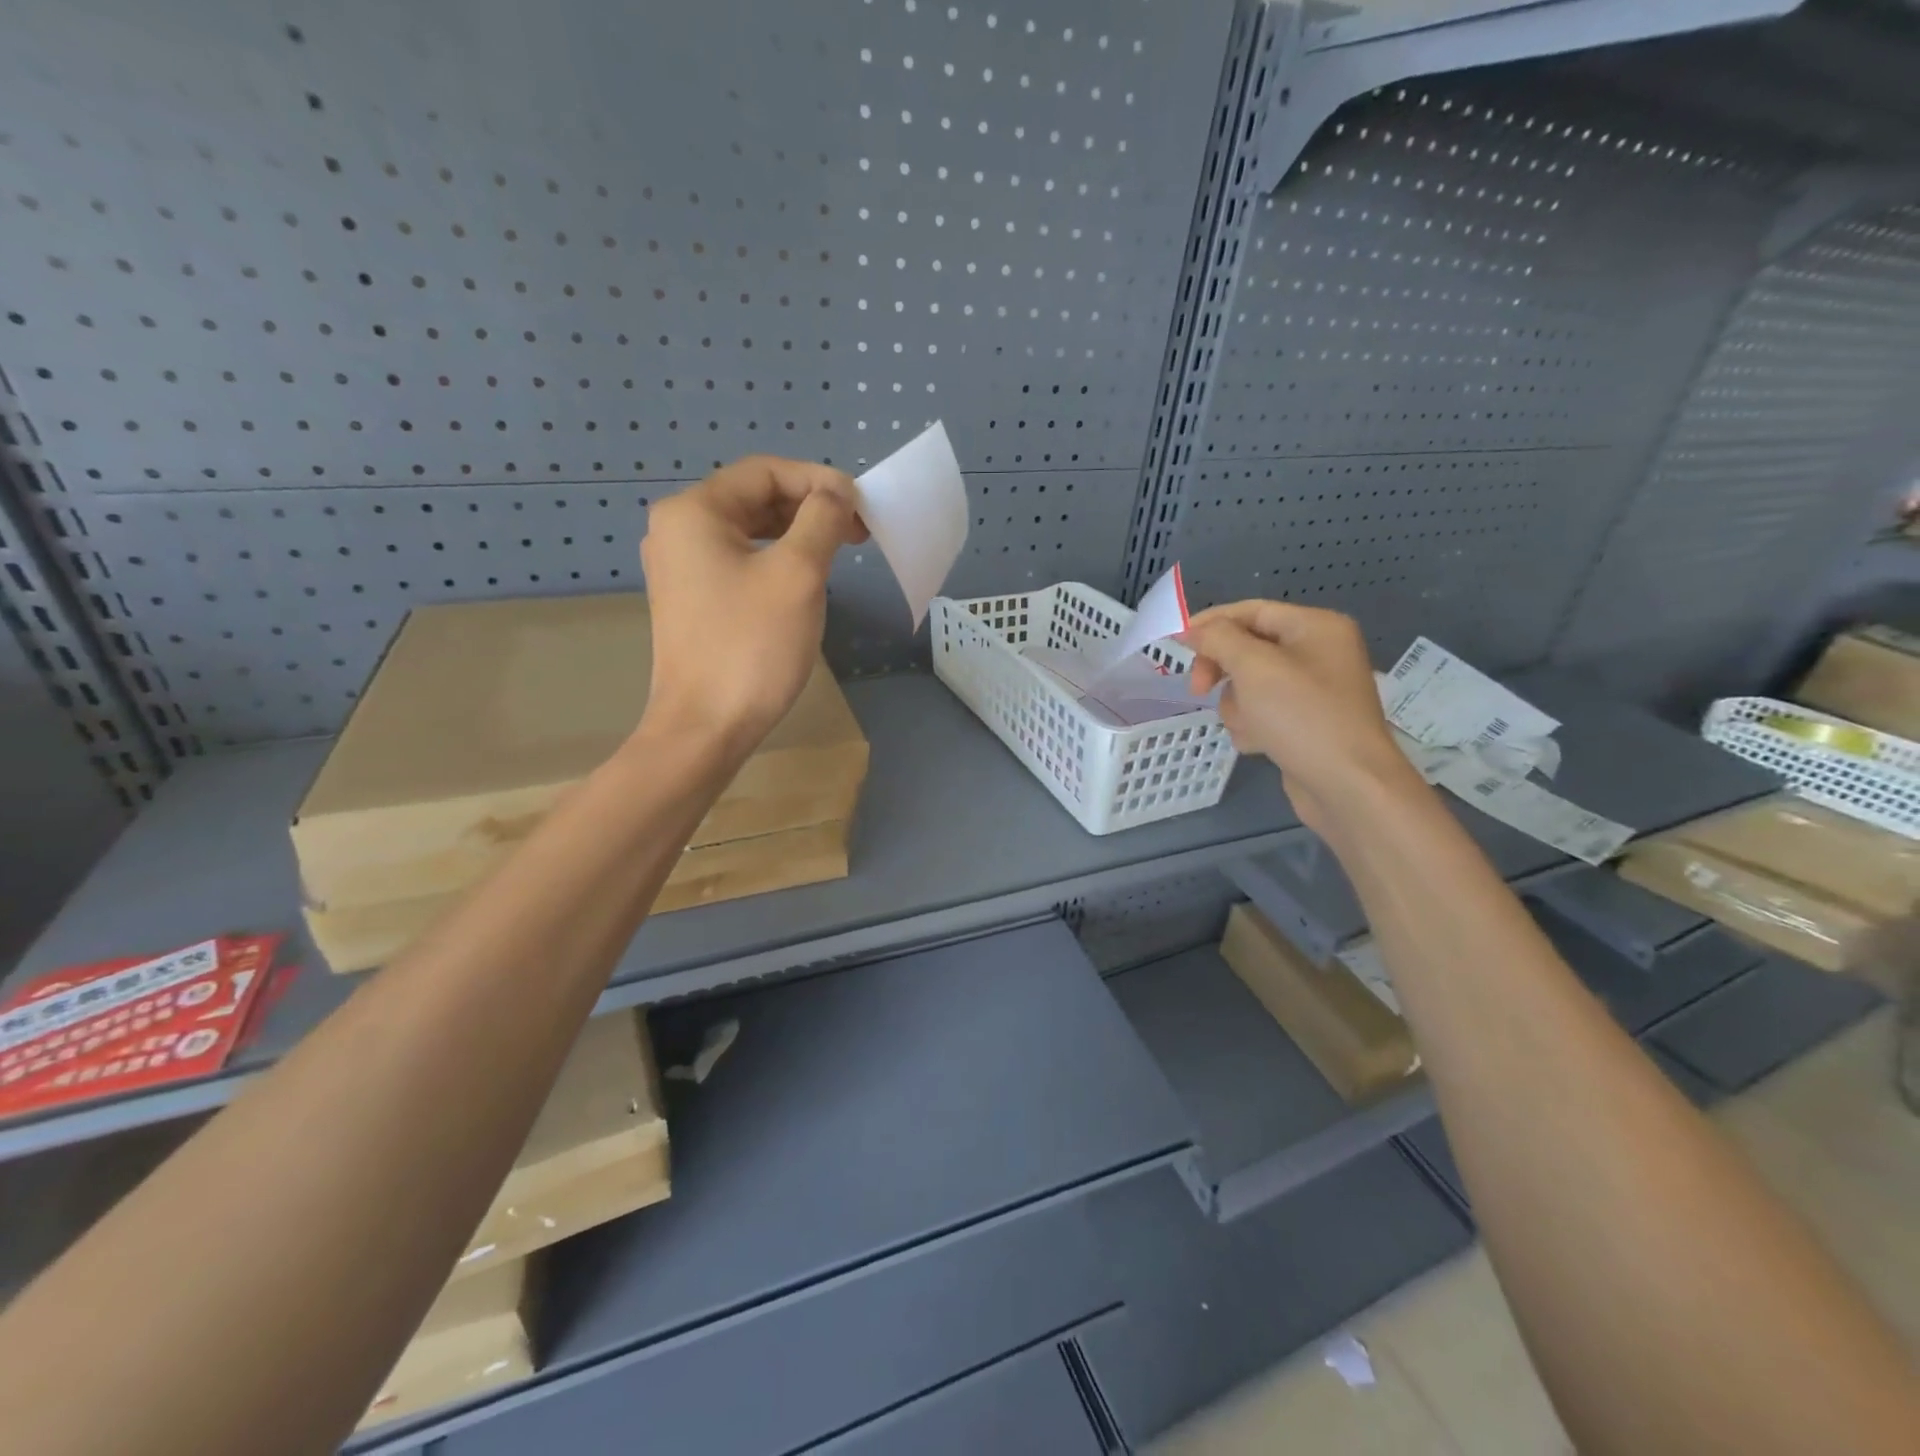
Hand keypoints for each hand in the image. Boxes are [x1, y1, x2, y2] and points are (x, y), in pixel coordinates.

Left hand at [639, 456, 867, 755]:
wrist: (705, 727)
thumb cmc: (752, 646)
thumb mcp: (798, 574)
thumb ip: (821, 519)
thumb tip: (836, 494)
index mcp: (694, 512)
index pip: (765, 471)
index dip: (819, 480)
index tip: (862, 507)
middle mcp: (677, 530)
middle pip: (754, 497)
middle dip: (810, 507)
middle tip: (858, 530)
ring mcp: (680, 567)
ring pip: (749, 531)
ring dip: (796, 533)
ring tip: (839, 550)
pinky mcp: (691, 599)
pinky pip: (739, 561)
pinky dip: (776, 559)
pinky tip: (805, 576)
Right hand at [1184, 600, 1424, 836]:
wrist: (1348, 786)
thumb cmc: (1302, 717)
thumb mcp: (1254, 667)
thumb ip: (1218, 639)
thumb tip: (1192, 629)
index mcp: (1315, 627)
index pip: (1251, 611)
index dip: (1210, 623)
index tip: (1176, 644)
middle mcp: (1318, 652)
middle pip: (1248, 648)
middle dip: (1222, 670)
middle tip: (1198, 690)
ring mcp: (1313, 690)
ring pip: (1249, 683)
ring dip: (1236, 705)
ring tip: (1248, 726)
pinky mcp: (1305, 722)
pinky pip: (1263, 711)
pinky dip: (1253, 725)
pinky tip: (1259, 744)